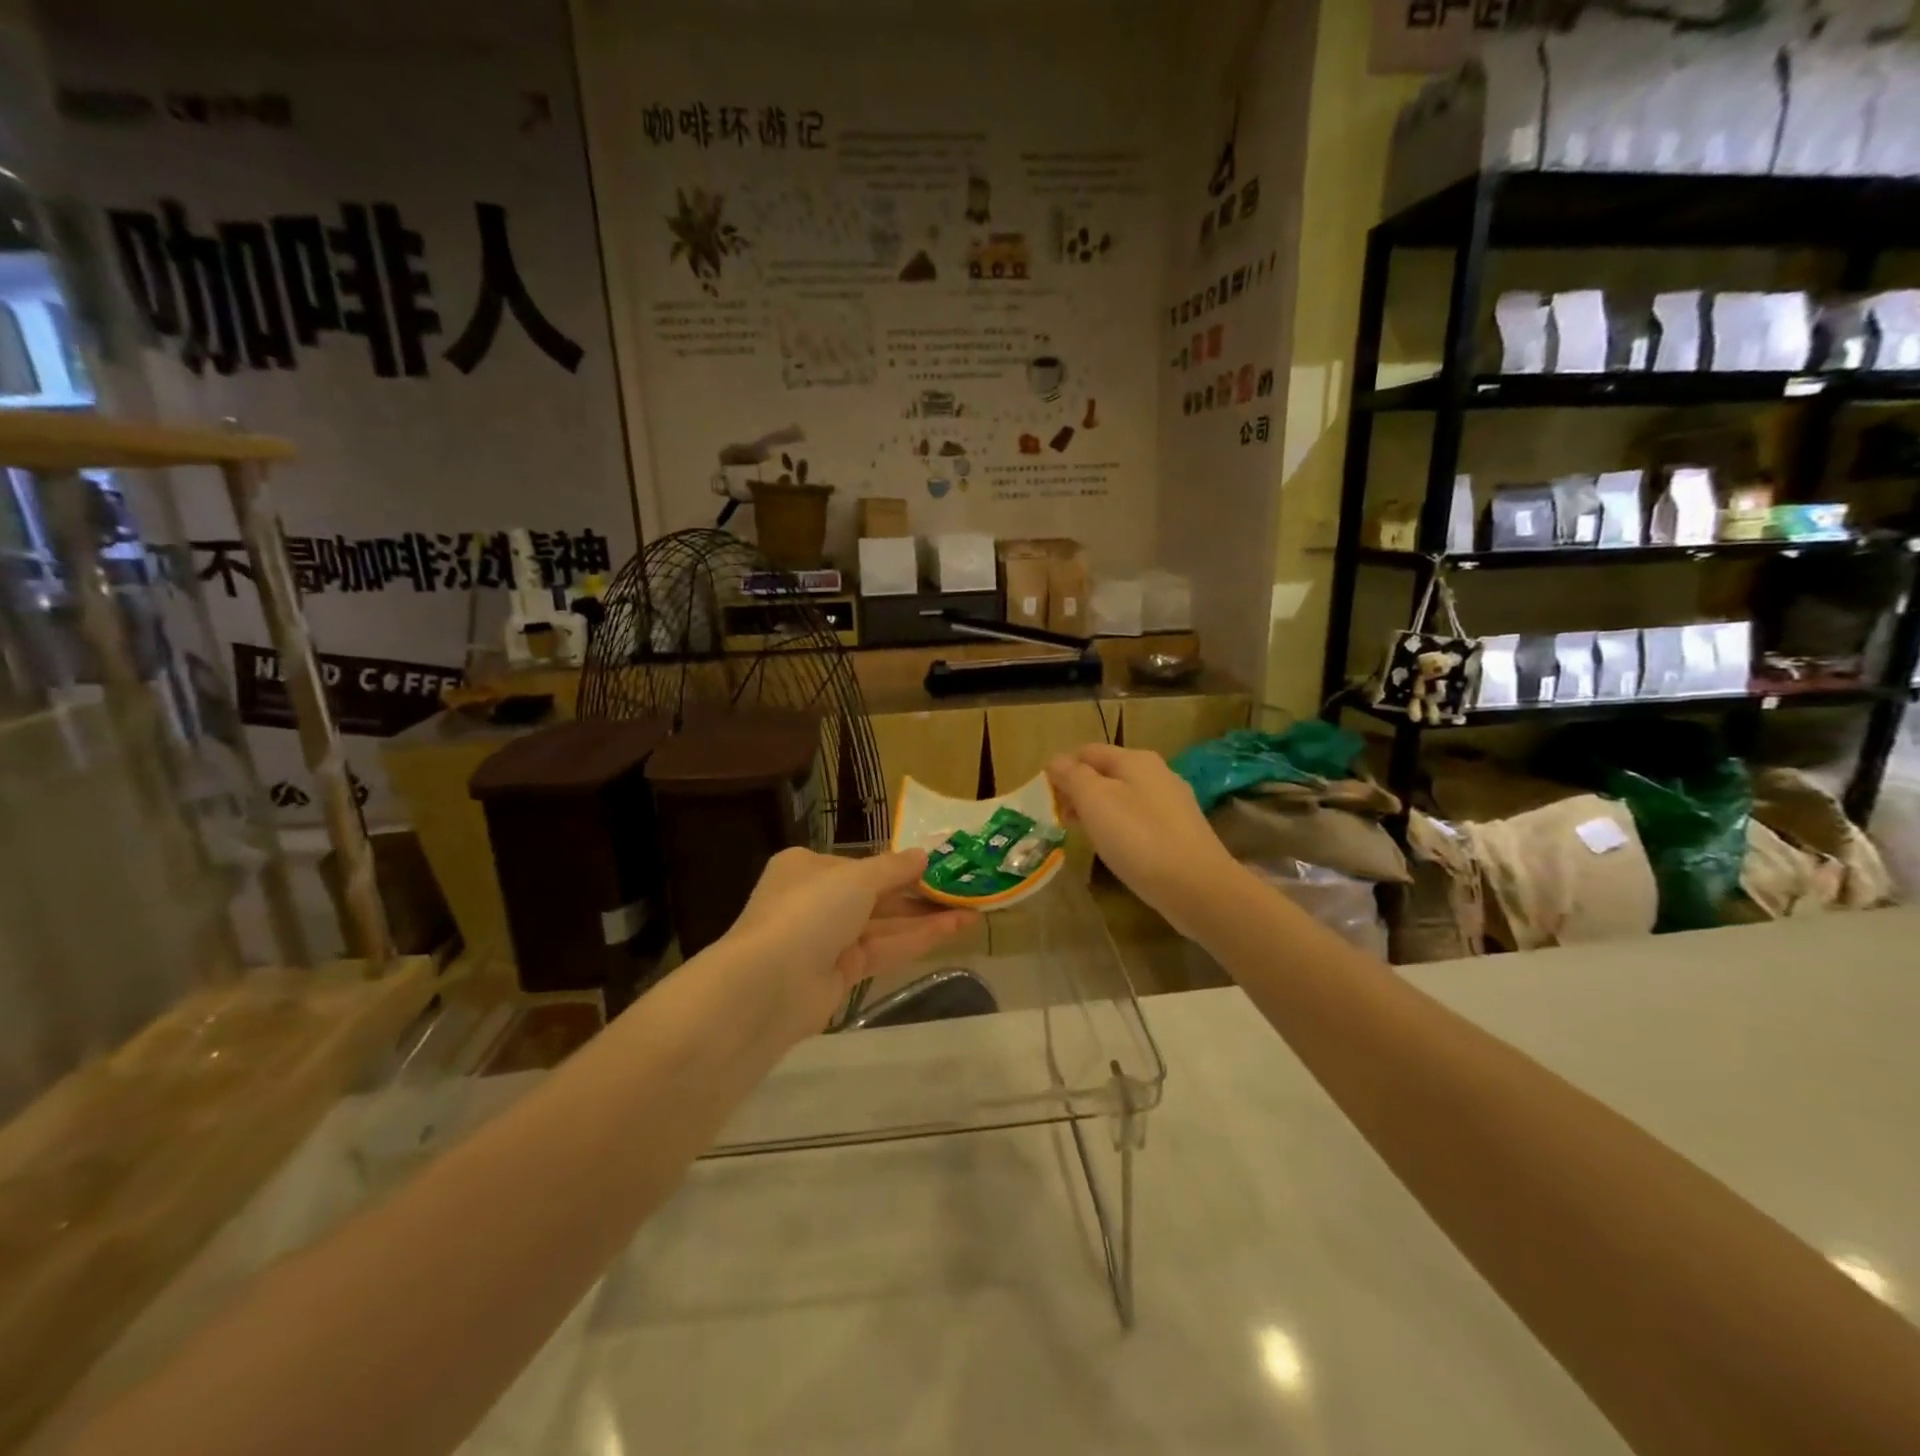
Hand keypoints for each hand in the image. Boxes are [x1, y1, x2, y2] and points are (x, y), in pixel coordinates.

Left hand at [725, 848, 978, 1037]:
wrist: (769, 985)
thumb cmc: (810, 911)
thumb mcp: (857, 878)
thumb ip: (893, 868)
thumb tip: (923, 855)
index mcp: (808, 867)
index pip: (861, 865)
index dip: (900, 866)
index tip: (938, 866)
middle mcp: (816, 900)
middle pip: (876, 895)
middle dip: (919, 895)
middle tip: (964, 891)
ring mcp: (827, 940)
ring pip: (884, 925)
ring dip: (926, 919)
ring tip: (973, 912)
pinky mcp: (839, 974)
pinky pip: (883, 950)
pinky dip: (915, 940)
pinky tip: (952, 931)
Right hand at [1047, 744, 1241, 935]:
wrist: (1197, 887)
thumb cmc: (1138, 837)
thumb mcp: (1095, 800)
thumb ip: (1072, 776)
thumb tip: (1055, 760)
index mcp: (1135, 760)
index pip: (1087, 751)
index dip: (1062, 769)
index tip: (1045, 798)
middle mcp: (1157, 773)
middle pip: (1106, 773)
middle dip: (1079, 791)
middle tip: (1060, 819)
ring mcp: (1172, 803)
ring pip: (1123, 798)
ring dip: (1098, 811)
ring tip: (1082, 835)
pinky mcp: (1180, 832)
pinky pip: (1140, 820)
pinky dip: (1120, 828)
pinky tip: (1114, 849)